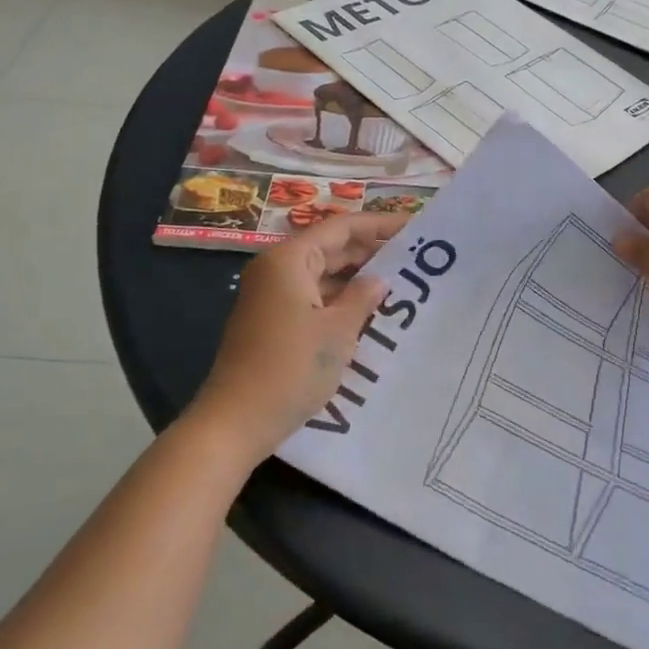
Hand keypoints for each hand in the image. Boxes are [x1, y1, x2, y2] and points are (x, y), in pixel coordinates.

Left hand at [187, 212, 405, 464]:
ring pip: (322, 274)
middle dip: (370, 252)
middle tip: (413, 259)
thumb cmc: (290, 369)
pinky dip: (339, 300)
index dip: (379, 225)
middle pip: (330, 247)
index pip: (342, 227)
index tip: (414, 227)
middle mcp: (277, 269)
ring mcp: (271, 295)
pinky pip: (312, 297)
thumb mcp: (337, 332)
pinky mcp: (271, 320)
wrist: (234, 422)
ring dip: (356, 278)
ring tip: (398, 284)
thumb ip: (362, 298)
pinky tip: (367, 312)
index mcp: (290, 259)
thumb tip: (380, 279)